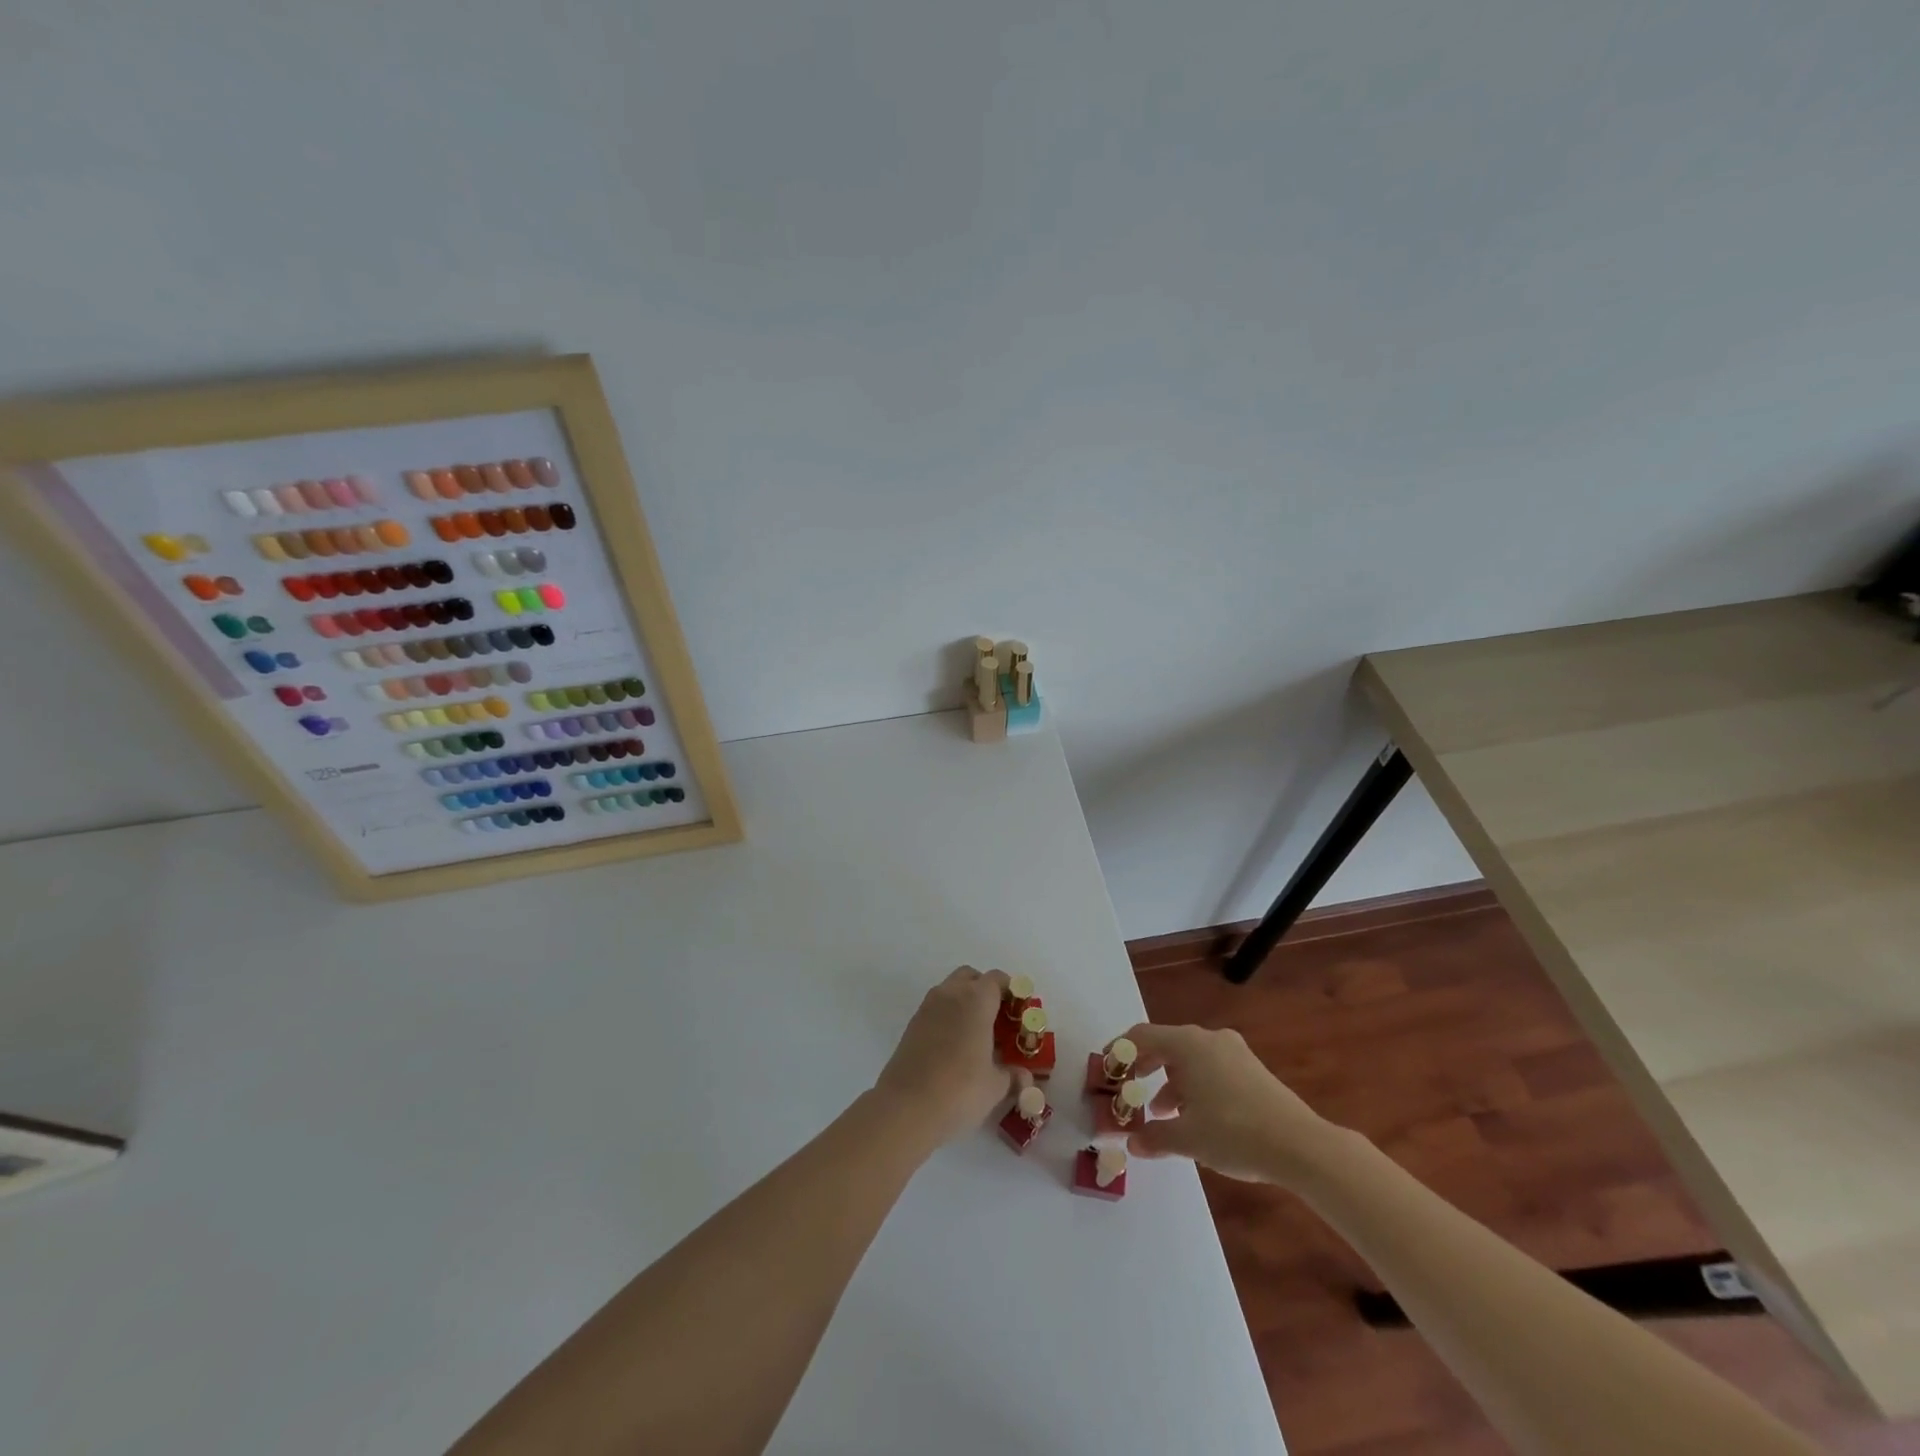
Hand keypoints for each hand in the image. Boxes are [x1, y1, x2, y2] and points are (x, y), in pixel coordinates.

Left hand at [872, 966, 1013, 1149]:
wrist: (905, 1107)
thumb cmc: (959, 1090)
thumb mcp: (995, 1086)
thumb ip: (1012, 1076)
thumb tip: (1025, 1077)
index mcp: (976, 1000)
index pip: (997, 979)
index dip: (1012, 992)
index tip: (1020, 1013)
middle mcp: (950, 994)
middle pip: (971, 977)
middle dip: (986, 991)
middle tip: (999, 1020)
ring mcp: (927, 1007)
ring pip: (951, 990)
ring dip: (965, 1002)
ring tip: (978, 1035)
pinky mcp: (912, 1024)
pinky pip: (936, 1008)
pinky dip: (949, 1016)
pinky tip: (956, 1046)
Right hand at [1121, 1023, 1347, 1187]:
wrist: (1300, 1145)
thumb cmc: (1234, 1132)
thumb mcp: (1188, 1138)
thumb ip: (1155, 1136)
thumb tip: (1132, 1142)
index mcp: (1188, 1044)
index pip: (1142, 1036)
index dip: (1120, 1051)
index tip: (1107, 1069)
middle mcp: (1209, 1039)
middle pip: (1166, 1045)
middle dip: (1146, 1069)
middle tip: (1131, 1091)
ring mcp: (1234, 1052)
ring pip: (1190, 1059)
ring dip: (1171, 1082)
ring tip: (1163, 1115)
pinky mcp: (1252, 1070)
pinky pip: (1211, 1068)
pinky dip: (1195, 1086)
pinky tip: (1197, 1118)